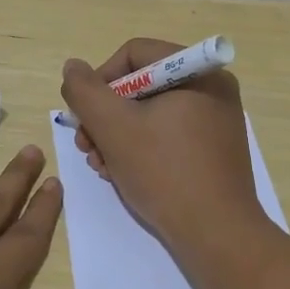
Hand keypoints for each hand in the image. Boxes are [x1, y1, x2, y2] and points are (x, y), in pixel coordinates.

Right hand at [60, 38, 268, 252]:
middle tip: (86, 146)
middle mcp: (212, 89)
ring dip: (116, 136)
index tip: (84, 115)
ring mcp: (215, 121)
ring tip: (100, 165)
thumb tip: (73, 67)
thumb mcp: (114, 128)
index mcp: (198, 72)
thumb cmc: (164, 172)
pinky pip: (168, 135)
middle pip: (141, 85)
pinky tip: (121, 174)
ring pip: (151, 113)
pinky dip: (140, 149)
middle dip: (106, 115)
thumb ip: (85, 92)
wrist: (216, 233)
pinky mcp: (213, 150)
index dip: (100, 80)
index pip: (134, 54)